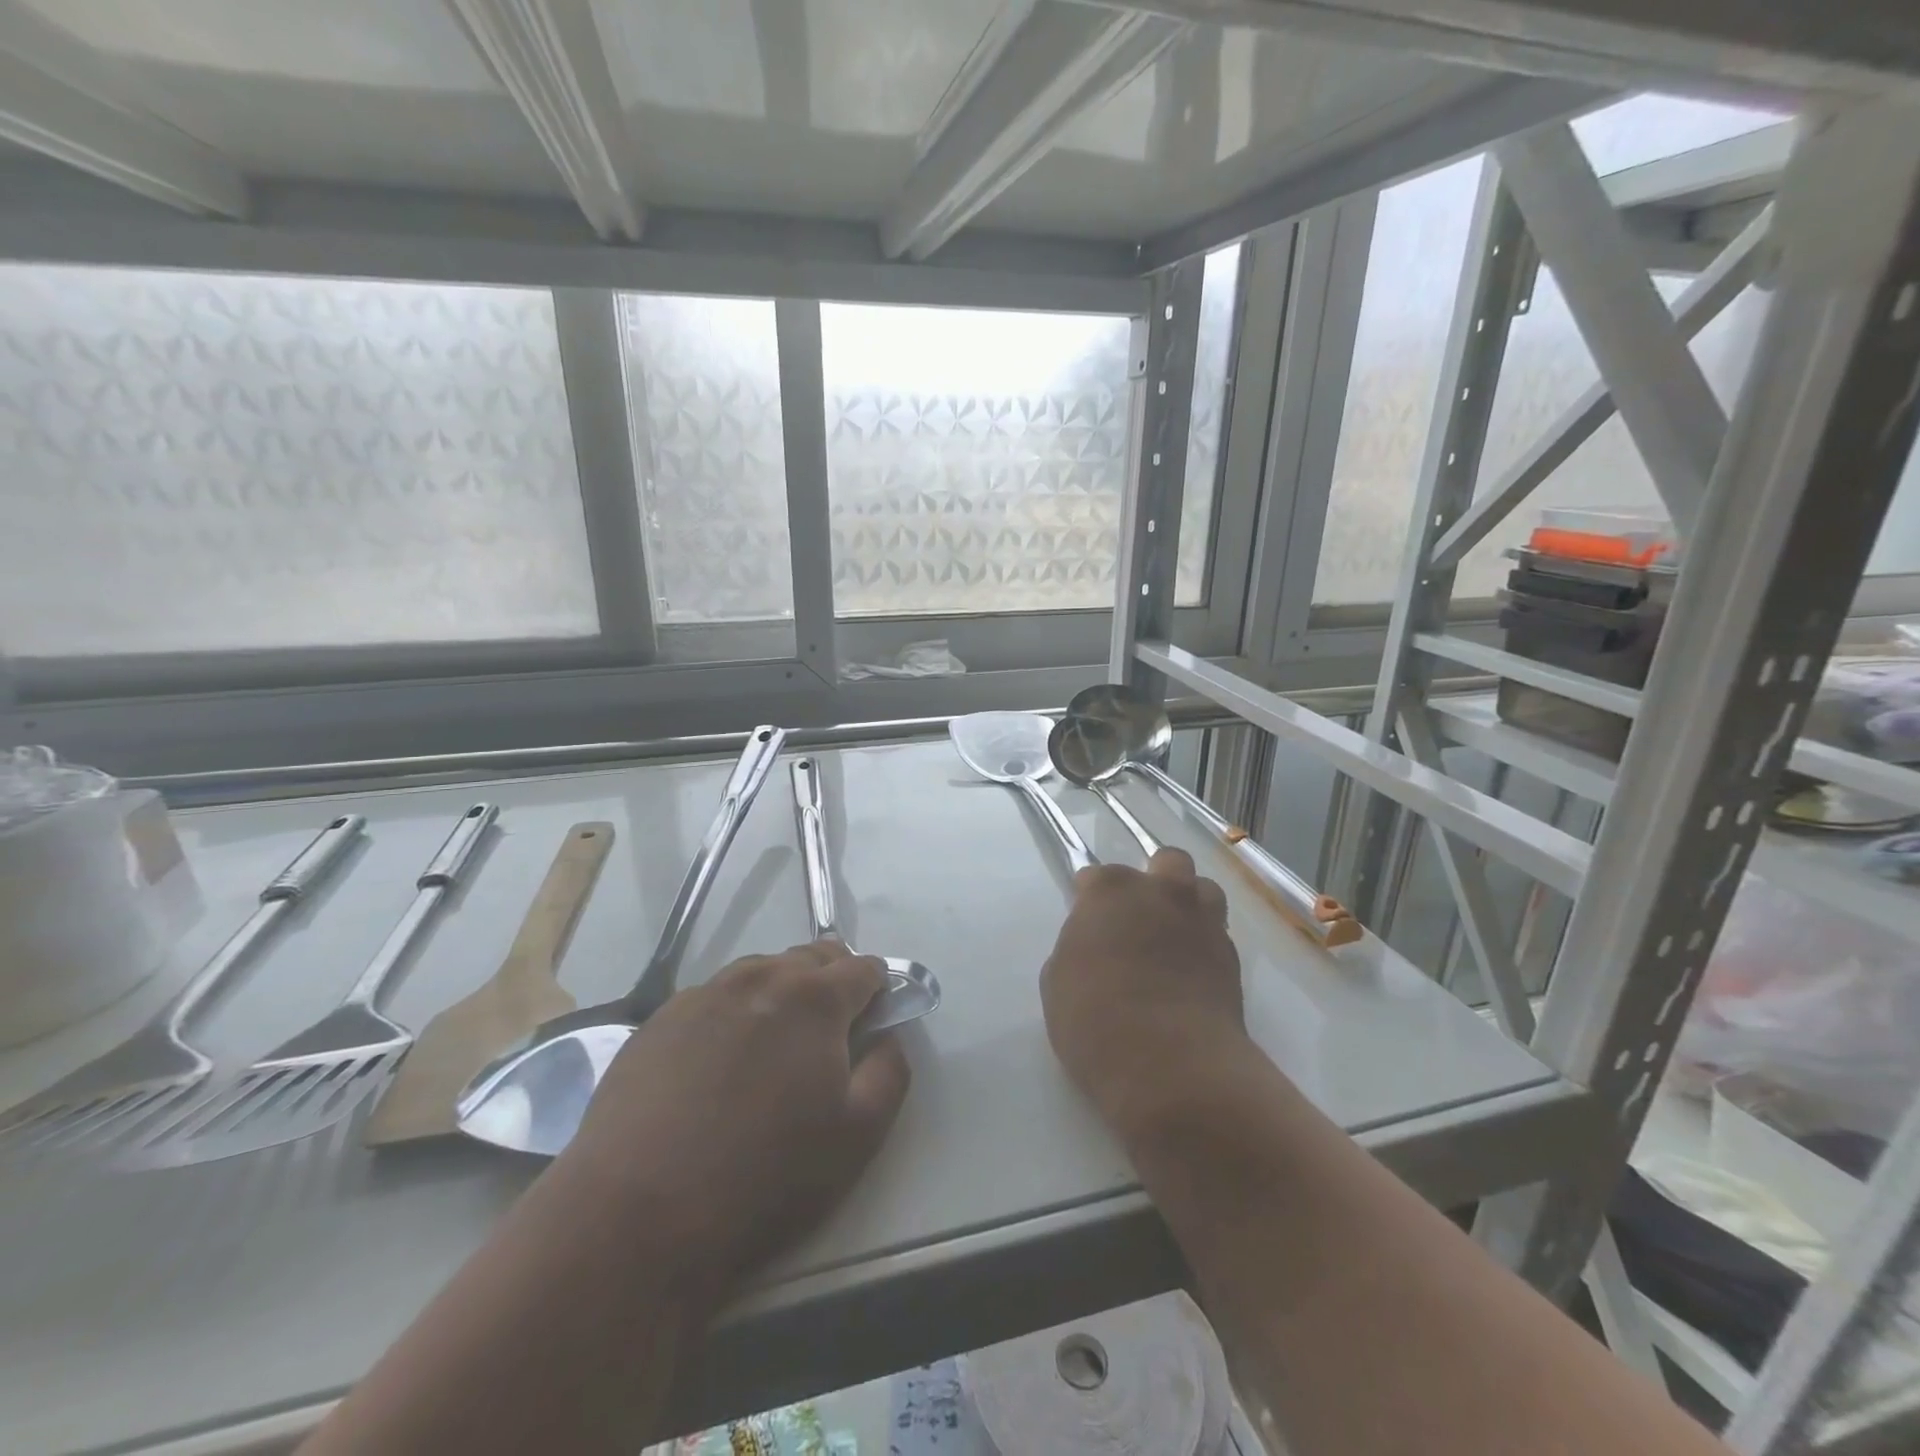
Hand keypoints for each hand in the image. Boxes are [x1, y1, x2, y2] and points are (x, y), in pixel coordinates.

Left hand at [558, 940, 910, 1296]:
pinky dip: (733, 1013)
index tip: (875, 1018)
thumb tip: (887, 1037)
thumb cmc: (764, 1177)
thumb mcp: (857, 1136)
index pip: (863, 968)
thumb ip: (890, 1072)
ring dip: (781, 994)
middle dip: (831, 982)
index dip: (877, 988)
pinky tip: (718, 1063)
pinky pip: (714, 998)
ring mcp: (704, 994)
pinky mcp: (659, 1019)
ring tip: (773, 1048)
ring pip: (761, 973)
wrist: (637, 1215)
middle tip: (828, 1035)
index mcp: (814, 998)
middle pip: (811, 958)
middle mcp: (760, 978)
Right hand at [1042, 848, 1246, 1136]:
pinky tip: (1191, 973)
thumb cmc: (1095, 1018)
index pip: (1095, 876)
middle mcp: (1161, 892)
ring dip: (1189, 903)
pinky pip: (1218, 933)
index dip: (1089, 899)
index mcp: (1110, 890)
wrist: (1170, 1064)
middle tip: (1138, 917)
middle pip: (1166, 861)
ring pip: (1203, 889)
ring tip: (1175, 937)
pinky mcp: (1233, 956)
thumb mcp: (1059, 981)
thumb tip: (1094, 947)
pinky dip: (1205, 944)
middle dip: (1153, 880)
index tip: (1086, 924)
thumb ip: (1077, 948)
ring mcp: (1202, 921)